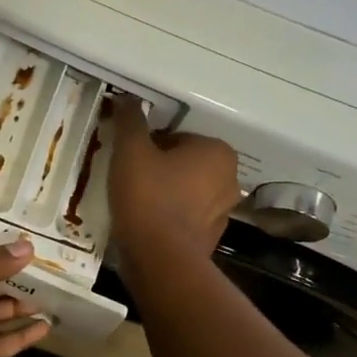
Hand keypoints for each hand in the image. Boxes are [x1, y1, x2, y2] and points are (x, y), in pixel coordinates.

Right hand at [108, 98, 241, 269]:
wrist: (159, 259)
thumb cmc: (149, 196)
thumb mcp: (131, 150)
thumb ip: (130, 120)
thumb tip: (126, 98)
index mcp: (218, 152)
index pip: (177, 137)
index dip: (149, 146)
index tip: (131, 159)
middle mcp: (230, 179)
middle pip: (184, 164)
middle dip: (160, 168)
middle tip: (130, 178)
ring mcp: (223, 212)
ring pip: (186, 191)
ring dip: (164, 193)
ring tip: (134, 202)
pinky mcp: (211, 239)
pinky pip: (185, 218)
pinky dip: (168, 217)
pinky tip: (145, 223)